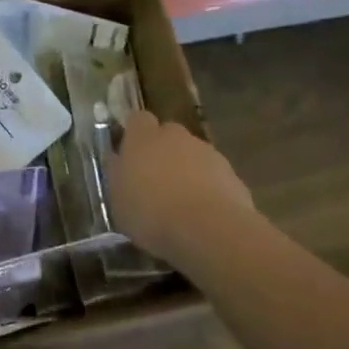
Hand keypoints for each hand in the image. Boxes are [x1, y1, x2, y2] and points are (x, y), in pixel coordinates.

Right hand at [111, 110, 254, 263]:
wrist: (209, 230)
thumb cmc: (150, 212)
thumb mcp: (117, 198)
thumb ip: (117, 173)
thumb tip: (118, 160)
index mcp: (142, 137)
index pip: (137, 119)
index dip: (134, 133)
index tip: (129, 152)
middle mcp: (176, 136)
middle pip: (168, 135)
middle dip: (162, 151)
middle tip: (154, 179)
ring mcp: (207, 152)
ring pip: (192, 154)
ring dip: (186, 170)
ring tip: (180, 202)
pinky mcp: (232, 173)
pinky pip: (213, 175)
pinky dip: (207, 187)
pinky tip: (202, 213)